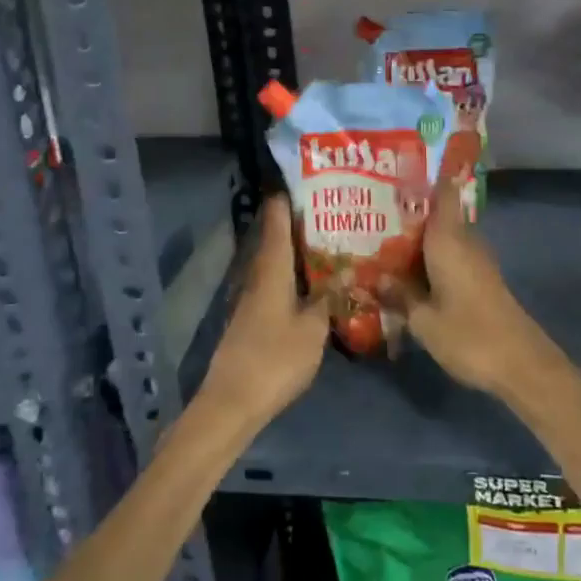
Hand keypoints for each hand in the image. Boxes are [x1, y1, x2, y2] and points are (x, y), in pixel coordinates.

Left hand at [197, 196, 328, 432]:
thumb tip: (347, 270)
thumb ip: (329, 297)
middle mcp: (258, 273)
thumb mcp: (313, 328)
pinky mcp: (253, 316)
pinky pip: (277, 281)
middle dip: (301, 221)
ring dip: (299, 249)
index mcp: (271, 267)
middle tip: (334, 208)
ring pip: (277, 260)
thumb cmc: (275, 358)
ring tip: (332, 239)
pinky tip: (315, 280)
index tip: (309, 178)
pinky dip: (295, 273)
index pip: (276, 218)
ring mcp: (252, 296)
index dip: (288, 195)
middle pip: (277, 237)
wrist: (232, 401)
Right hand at [389, 171, 567, 402]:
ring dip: (416, 236)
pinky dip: (428, 257)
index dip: (426, 174)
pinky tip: (406, 270)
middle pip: (436, 214)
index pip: (442, 191)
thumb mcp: (423, 319)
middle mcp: (464, 241)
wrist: (522, 365)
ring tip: (380, 237)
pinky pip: (448, 256)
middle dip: (408, 209)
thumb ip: (399, 295)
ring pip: (441, 237)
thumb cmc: (469, 335)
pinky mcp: (480, 280)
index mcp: (449, 239)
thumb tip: (374, 279)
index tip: (400, 163)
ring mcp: (475, 261)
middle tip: (371, 206)